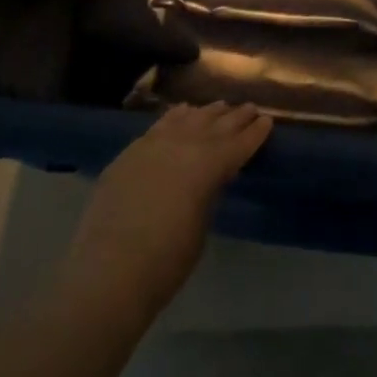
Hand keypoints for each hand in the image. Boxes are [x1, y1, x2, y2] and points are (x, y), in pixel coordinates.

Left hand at [58, 102, 272, 328]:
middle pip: (214, 125)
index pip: (238, 144)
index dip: (255, 133)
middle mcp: (183, 145)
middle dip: (234, 117)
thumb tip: (210, 176)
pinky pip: (160, 125)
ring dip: (206, 113)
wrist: (108, 270)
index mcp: (208, 165)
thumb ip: (207, 191)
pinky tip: (182, 112)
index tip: (268, 121)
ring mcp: (153, 145)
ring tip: (221, 106)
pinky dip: (176, 116)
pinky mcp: (130, 152)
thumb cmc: (166, 260)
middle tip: (250, 108)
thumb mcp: (200, 225)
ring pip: (187, 119)